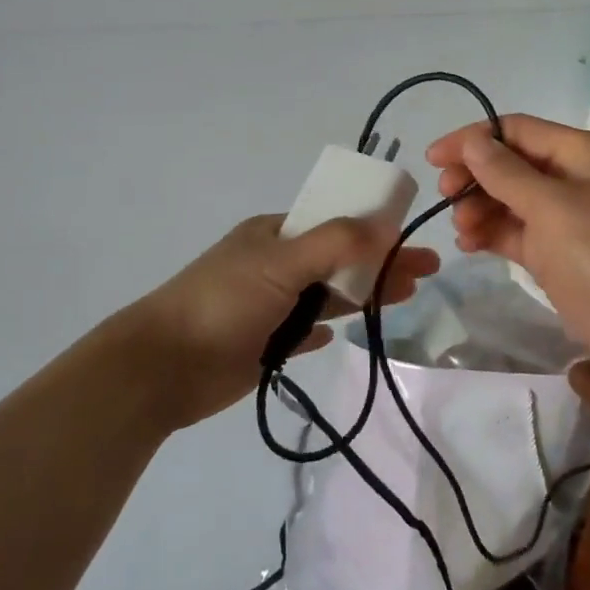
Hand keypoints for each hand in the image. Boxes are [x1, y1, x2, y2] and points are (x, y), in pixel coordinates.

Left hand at [128, 214, 440, 429]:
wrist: (163, 366)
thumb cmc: (223, 302)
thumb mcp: (281, 261)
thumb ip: (336, 243)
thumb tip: (386, 225)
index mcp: (275, 234)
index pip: (336, 223)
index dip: (375, 228)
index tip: (411, 237)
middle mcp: (275, 264)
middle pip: (340, 259)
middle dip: (382, 262)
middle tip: (426, 271)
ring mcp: (270, 305)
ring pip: (328, 295)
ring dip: (364, 293)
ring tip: (406, 295)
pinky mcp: (265, 344)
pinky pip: (306, 331)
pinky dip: (325, 328)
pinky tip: (342, 332)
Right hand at [426, 115, 589, 382]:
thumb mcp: (551, 207)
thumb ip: (506, 173)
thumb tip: (473, 140)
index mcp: (580, 152)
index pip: (516, 130)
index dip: (473, 139)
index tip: (433, 159)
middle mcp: (574, 178)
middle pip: (511, 164)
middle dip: (475, 177)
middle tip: (446, 197)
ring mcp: (568, 218)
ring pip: (511, 200)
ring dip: (481, 208)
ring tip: (463, 231)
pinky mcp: (561, 253)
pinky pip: (518, 232)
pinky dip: (494, 234)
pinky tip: (471, 244)